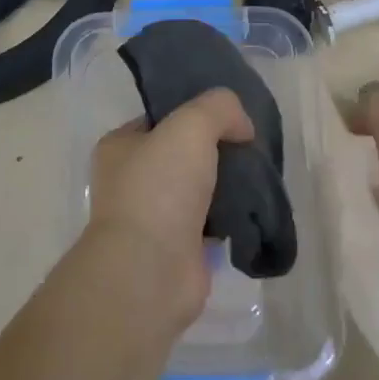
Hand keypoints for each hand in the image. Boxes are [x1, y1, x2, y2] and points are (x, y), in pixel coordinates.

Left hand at [87, 88, 253, 331]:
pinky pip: (211, 222)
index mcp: (119, 146)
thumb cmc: (160, 188)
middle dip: (217, 150)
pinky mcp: (178, 249)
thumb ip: (219, 108)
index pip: (162, 118)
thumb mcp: (191, 125)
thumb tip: (242, 127)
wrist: (152, 271)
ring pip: (199, 188)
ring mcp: (153, 217)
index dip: (195, 112)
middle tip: (251, 147)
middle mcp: (131, 180)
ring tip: (258, 176)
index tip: (231, 116)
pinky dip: (231, 217)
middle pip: (183, 153)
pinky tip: (253, 208)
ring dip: (226, 185)